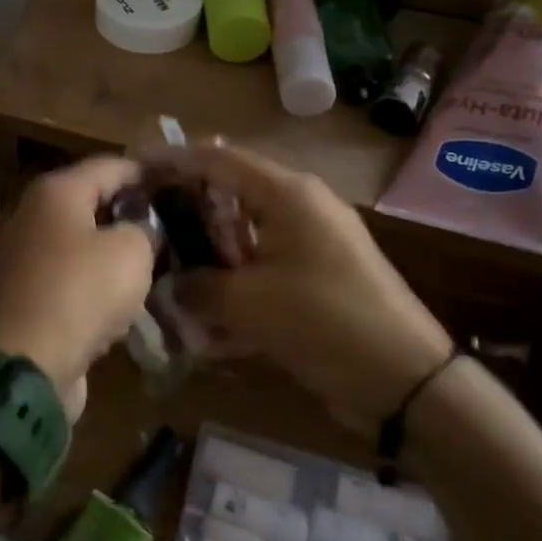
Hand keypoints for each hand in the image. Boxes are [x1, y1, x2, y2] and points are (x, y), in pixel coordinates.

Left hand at [0, 157, 156, 421]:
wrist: (13, 369)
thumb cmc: (77, 293)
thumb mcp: (130, 253)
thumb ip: (144, 230)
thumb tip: (141, 230)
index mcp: (55, 192)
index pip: (112, 166)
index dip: (148, 174)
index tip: (180, 188)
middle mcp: (30, 217)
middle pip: (91, 206)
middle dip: (130, 219)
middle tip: (173, 234)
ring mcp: (18, 261)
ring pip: (78, 250)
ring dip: (111, 261)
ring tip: (153, 274)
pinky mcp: (16, 302)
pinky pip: (64, 287)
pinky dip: (89, 295)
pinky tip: (118, 313)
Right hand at [151, 142, 453, 434]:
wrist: (407, 381)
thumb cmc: (325, 321)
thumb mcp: (250, 304)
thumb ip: (198, 288)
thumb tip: (166, 286)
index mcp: (287, 194)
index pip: (219, 159)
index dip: (174, 159)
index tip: (134, 166)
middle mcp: (299, 208)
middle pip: (230, 195)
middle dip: (187, 213)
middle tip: (146, 227)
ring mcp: (310, 244)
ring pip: (243, 237)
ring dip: (208, 258)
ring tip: (169, 277)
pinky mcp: (316, 279)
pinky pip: (262, 271)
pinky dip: (235, 288)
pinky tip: (206, 325)